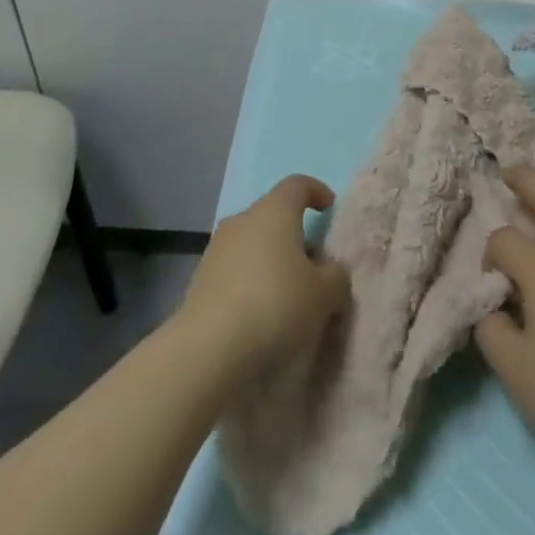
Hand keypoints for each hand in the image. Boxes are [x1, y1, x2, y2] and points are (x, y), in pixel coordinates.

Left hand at [179, 175, 349, 378]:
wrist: (209, 350)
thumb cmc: (276, 305)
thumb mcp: (324, 293)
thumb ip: (335, 275)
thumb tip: (329, 270)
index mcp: (274, 211)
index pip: (297, 184)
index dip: (316, 192)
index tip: (329, 209)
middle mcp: (242, 220)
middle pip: (273, 215)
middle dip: (293, 234)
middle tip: (312, 265)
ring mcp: (216, 250)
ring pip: (251, 244)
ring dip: (269, 261)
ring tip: (287, 295)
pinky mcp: (199, 281)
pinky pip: (234, 272)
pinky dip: (249, 284)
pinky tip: (260, 315)